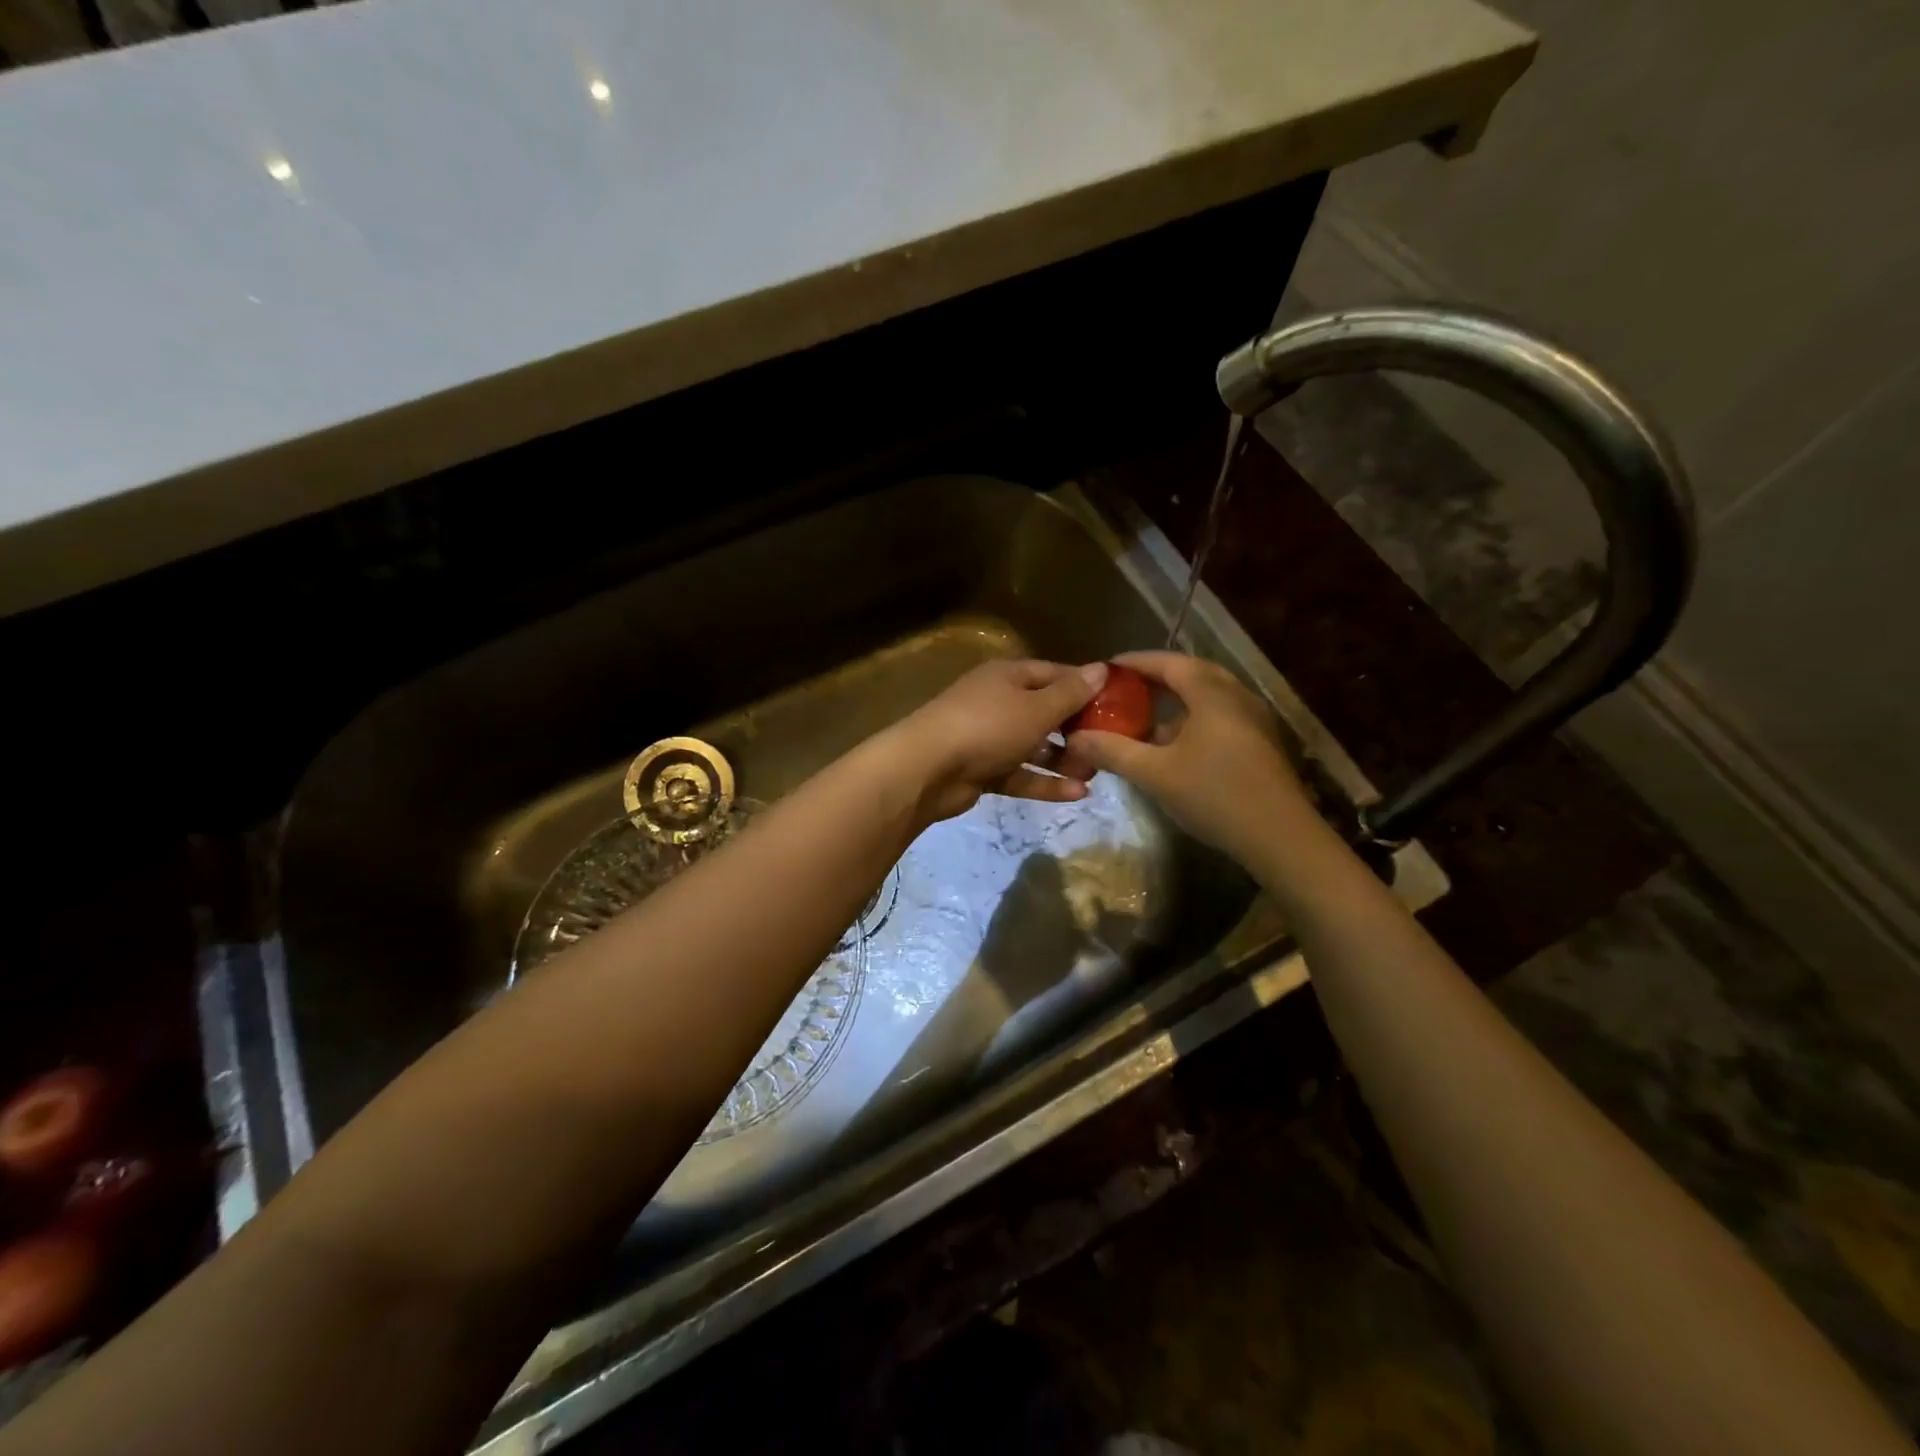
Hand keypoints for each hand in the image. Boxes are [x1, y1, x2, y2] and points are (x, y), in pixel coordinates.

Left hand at [888, 658, 1107, 822]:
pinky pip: (1020, 773)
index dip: (1085, 686)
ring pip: (1034, 747)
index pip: (1054, 674)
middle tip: (1109, 744)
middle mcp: (998, 702)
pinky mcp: (982, 770)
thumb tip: (1101, 669)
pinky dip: (1045, 782)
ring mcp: (988, 738)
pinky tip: (1078, 794)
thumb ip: (1070, 693)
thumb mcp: (1036, 708)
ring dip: (1063, 760)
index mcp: (1008, 676)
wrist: (927, 769)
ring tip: (1096, 773)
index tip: (1117, 701)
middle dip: (1077, 729)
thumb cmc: (987, 726)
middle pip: (1045, 712)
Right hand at [1059, 651, 1313, 861]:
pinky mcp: (1260, 743)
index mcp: (1211, 693)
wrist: (1281, 838)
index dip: (1134, 662)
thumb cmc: (1215, 796)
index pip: (1168, 662)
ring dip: (1175, 701)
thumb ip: (1113, 751)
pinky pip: (1220, 715)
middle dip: (1155, 678)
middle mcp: (1236, 696)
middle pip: (1191, 673)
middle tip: (1123, 689)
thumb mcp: (1154, 774)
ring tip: (1144, 717)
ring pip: (1208, 696)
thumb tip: (1074, 738)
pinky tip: (1174, 745)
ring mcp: (1254, 719)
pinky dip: (1193, 718)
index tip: (1106, 669)